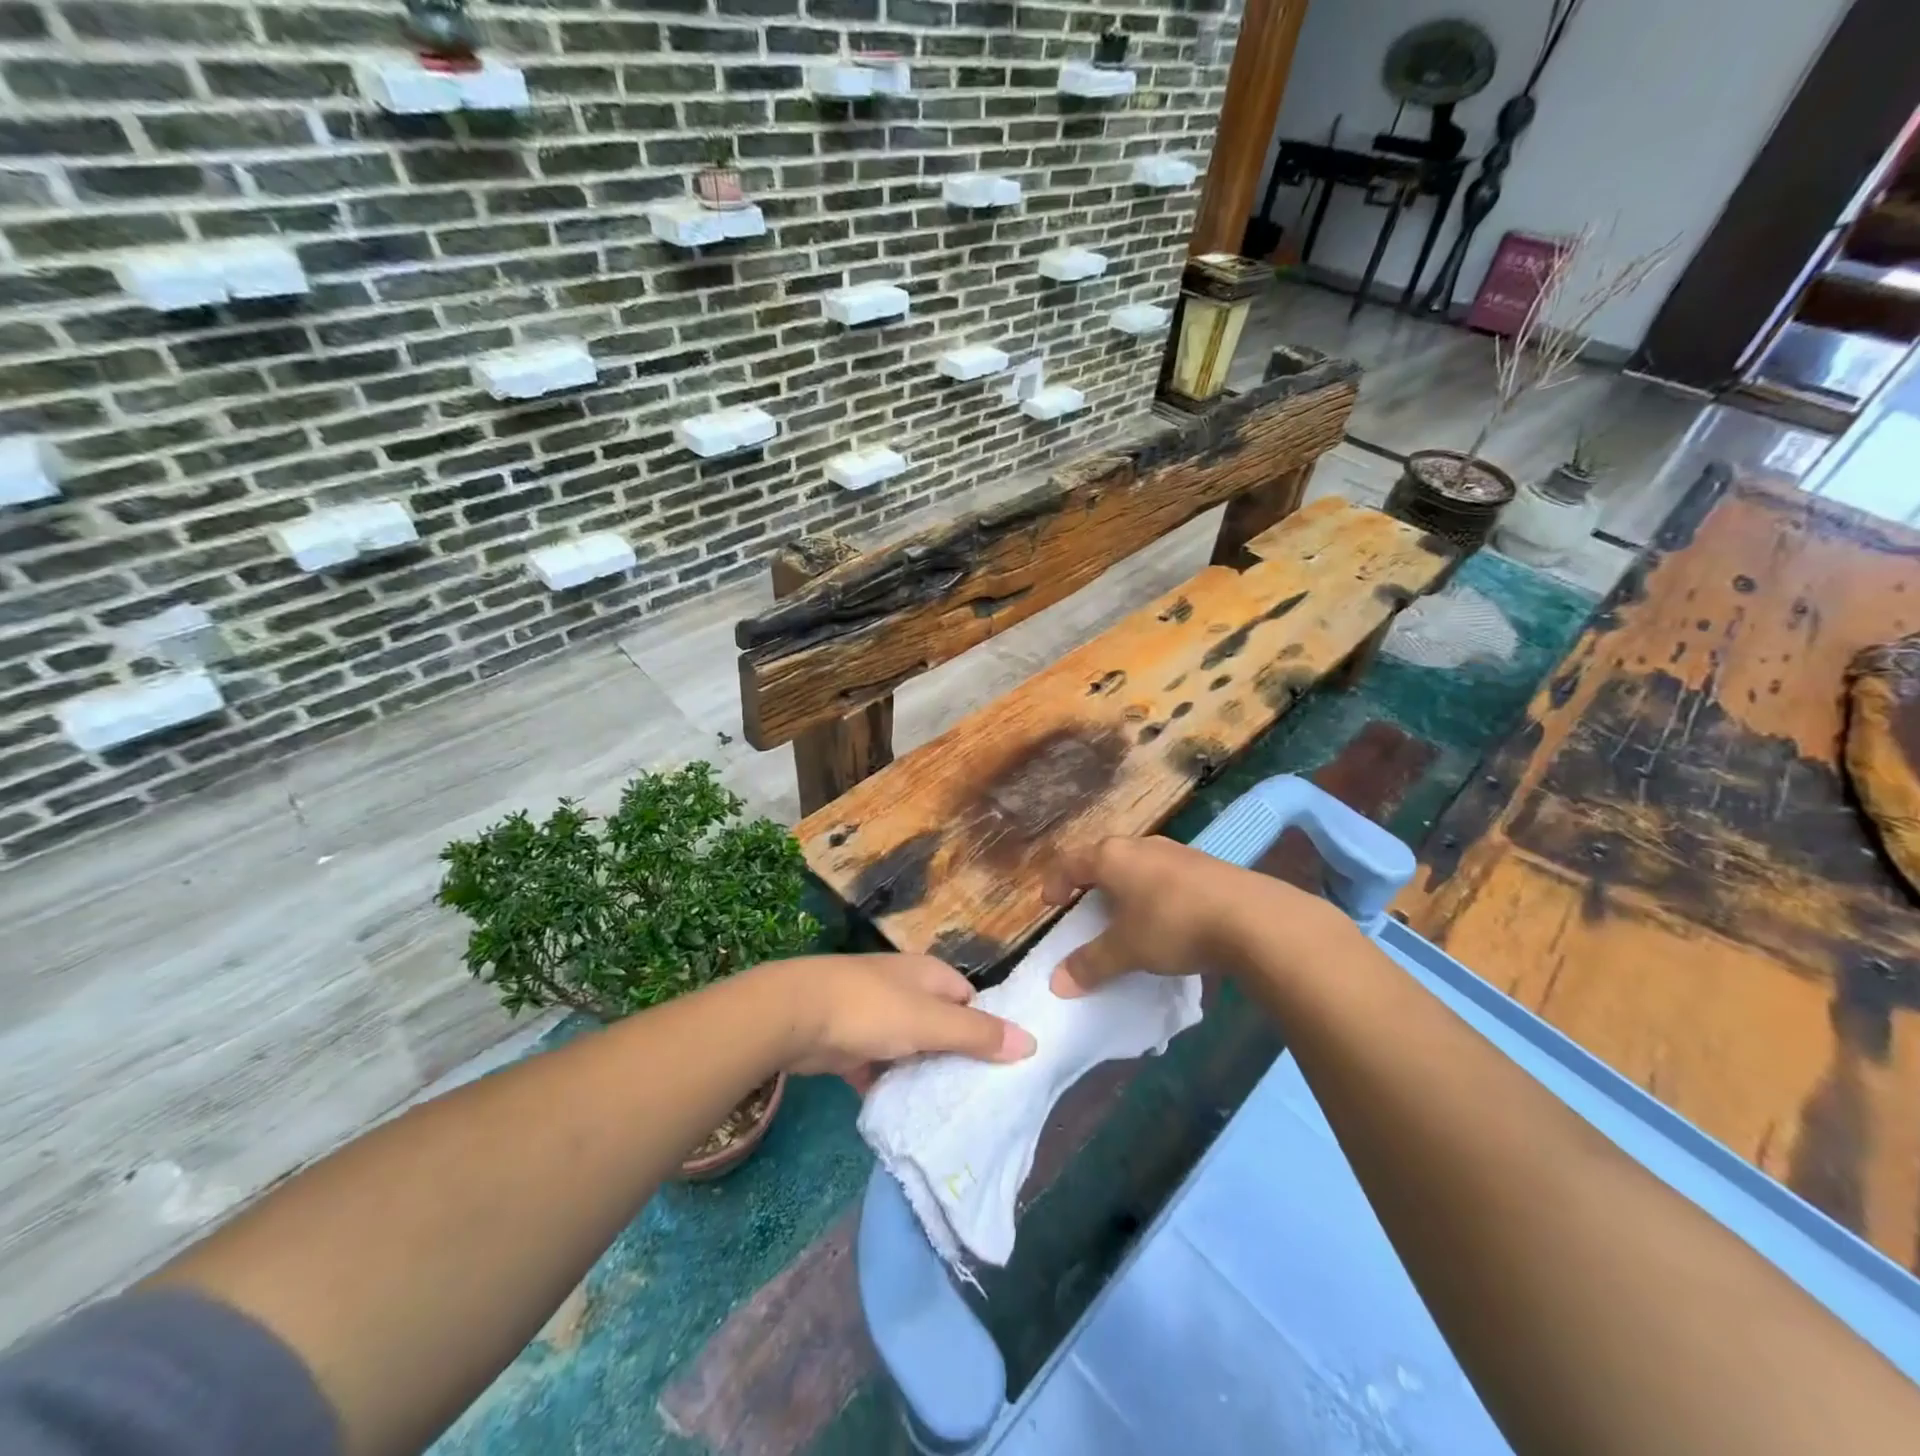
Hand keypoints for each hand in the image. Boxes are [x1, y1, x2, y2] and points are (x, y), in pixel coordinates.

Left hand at [763, 954, 1036, 1092]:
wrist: (795, 1015)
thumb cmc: (871, 1009)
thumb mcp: (931, 1022)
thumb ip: (977, 1034)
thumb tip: (1031, 1042)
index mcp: (929, 975)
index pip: (970, 1000)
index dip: (987, 1028)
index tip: (1003, 1066)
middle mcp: (905, 990)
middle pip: (941, 1025)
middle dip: (955, 1056)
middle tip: (979, 1098)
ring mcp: (875, 1015)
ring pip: (911, 1048)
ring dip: (922, 1074)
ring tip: (948, 1112)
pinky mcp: (851, 1043)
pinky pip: (880, 1067)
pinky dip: (890, 1085)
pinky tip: (903, 1114)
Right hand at [1041, 836, 1325, 994]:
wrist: (1252, 918)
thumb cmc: (1172, 925)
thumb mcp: (1126, 950)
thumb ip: (1090, 964)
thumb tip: (1057, 983)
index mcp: (1112, 857)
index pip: (1071, 862)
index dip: (1056, 882)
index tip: (1051, 904)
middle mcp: (1141, 845)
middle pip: (1105, 858)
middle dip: (1092, 881)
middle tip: (1086, 906)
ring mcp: (1177, 852)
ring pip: (1139, 864)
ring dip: (1127, 886)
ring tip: (1127, 914)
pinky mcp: (1206, 866)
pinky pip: (1167, 875)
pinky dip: (1156, 892)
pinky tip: (1168, 918)